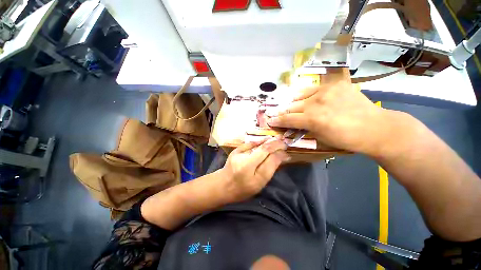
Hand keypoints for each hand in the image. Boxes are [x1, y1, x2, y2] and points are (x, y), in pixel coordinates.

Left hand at [220, 138, 289, 202]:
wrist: (223, 184)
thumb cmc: (243, 189)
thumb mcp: (259, 184)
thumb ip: (270, 169)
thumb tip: (282, 157)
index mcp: (252, 176)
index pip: (270, 161)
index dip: (280, 155)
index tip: (287, 153)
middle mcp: (245, 163)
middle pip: (264, 150)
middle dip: (276, 145)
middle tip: (285, 143)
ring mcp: (239, 154)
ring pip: (257, 145)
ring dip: (269, 142)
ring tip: (278, 139)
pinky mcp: (235, 150)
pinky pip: (250, 144)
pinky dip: (259, 141)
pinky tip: (266, 140)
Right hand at [267, 80, 386, 154]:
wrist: (374, 127)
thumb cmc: (346, 139)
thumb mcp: (320, 138)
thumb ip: (303, 129)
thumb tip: (291, 125)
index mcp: (313, 119)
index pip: (288, 119)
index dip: (277, 121)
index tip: (270, 121)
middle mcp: (316, 103)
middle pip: (292, 107)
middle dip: (283, 113)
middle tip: (279, 115)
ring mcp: (326, 91)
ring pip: (300, 97)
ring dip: (293, 104)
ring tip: (291, 107)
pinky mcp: (334, 85)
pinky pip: (313, 88)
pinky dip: (305, 94)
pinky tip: (305, 98)